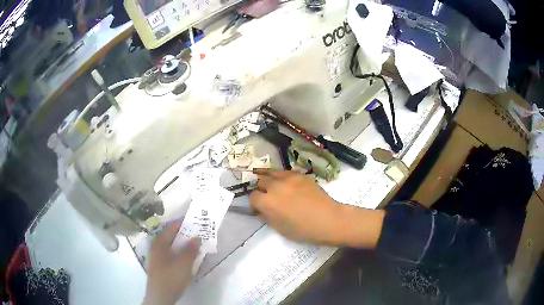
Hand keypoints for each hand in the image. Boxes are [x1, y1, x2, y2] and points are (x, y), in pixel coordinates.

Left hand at [143, 221, 199, 304]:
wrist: (160, 296)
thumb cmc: (171, 277)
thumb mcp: (184, 264)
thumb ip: (191, 250)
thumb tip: (197, 237)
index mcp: (159, 242)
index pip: (172, 227)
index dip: (184, 223)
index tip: (196, 221)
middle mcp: (156, 246)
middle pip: (171, 235)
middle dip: (185, 234)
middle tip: (198, 234)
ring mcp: (157, 256)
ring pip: (171, 245)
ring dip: (183, 244)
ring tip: (195, 245)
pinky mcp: (160, 265)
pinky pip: (171, 253)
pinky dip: (179, 252)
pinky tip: (187, 258)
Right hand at [250, 170, 384, 247]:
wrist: (329, 219)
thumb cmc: (304, 230)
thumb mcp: (280, 229)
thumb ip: (267, 217)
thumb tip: (261, 211)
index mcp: (268, 202)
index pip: (252, 197)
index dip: (254, 204)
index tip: (258, 209)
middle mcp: (275, 186)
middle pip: (260, 181)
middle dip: (261, 189)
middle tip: (266, 197)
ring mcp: (289, 178)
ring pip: (271, 172)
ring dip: (269, 179)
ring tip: (273, 185)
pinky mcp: (300, 175)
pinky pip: (286, 172)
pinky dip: (282, 177)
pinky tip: (287, 184)